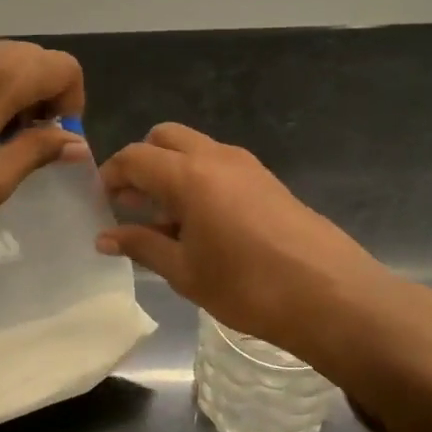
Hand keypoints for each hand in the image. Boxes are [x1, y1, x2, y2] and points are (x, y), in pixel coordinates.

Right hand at [96, 123, 431, 384]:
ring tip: (165, 220)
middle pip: (163, 137)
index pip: (134, 157)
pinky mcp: (267, 178)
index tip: (101, 203)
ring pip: (193, 148)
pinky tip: (201, 223)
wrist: (330, 294)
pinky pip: (218, 164)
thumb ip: (142, 246)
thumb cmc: (248, 286)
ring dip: (170, 170)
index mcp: (188, 175)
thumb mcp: (185, 272)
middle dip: (141, 163)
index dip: (111, 176)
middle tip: (131, 203)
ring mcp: (245, 164)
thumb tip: (104, 238)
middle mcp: (215, 156)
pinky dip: (197, 178)